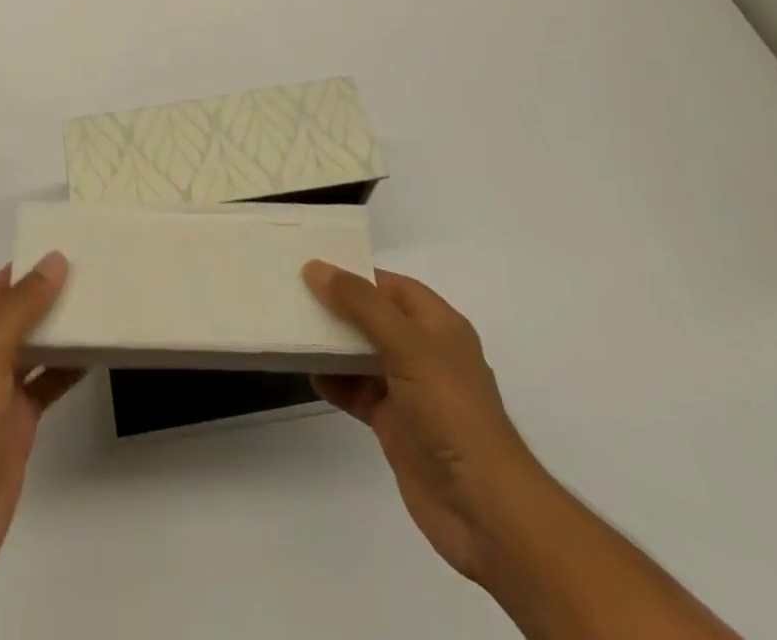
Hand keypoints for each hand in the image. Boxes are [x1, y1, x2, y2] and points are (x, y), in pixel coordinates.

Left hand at [0, 254, 84, 583]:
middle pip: (16, 316)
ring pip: (33, 348)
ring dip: (61, 331)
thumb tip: (55, 260)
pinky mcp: (16, 420)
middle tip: (95, 274)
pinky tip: (96, 354)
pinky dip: (67, 369)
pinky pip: (45, 382)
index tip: (71, 249)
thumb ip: (22, 307)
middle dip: (50, 298)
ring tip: (101, 305)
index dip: (30, 269)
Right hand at [303, 261, 549, 585]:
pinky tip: (309, 374)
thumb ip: (361, 305)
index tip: (313, 265)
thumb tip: (316, 268)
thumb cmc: (451, 412)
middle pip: (374, 318)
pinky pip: (358, 392)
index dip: (356, 273)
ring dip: (332, 345)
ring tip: (292, 329)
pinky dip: (335, 382)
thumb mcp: (407, 346)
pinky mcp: (396, 425)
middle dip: (338, 307)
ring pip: (363, 355)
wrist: (484, 510)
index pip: (392, 286)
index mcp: (439, 326)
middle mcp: (425, 353)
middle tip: (292, 292)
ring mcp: (410, 391)